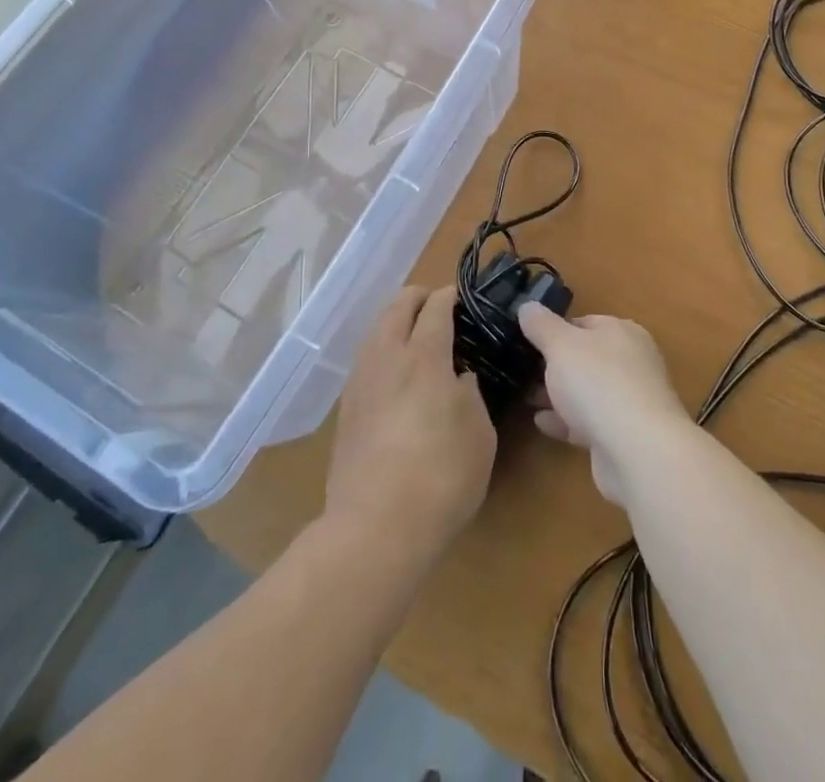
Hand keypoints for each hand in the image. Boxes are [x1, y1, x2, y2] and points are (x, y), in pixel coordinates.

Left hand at [325, 286, 495, 562]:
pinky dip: (381, 350)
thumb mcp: (479, 435)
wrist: (375, 528)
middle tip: (436, 305)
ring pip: (375, 331)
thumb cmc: (442, 479)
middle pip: (397, 307)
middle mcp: (388, 358)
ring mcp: (361, 382)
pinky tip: (393, 372)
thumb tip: (458, 379)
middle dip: (417, 297)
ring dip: (395, 321)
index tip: (459, 295)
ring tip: (413, 334)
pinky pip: (365, 360)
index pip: (435, 308)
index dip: (448, 296)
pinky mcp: (346, 409)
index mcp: (424, 357)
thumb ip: (471, 396)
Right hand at [517, 304, 690, 504]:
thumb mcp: (561, 344)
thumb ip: (541, 325)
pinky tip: (541, 423)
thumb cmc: (598, 383)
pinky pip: (588, 422)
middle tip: (521, 371)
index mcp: (622, 332)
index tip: (527, 340)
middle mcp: (631, 363)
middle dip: (553, 365)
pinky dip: (565, 421)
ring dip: (557, 394)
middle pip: (585, 358)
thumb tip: (527, 306)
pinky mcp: (623, 436)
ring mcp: (629, 401)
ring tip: (525, 398)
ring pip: (586, 392)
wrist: (637, 451)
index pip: (584, 322)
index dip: (554, 329)